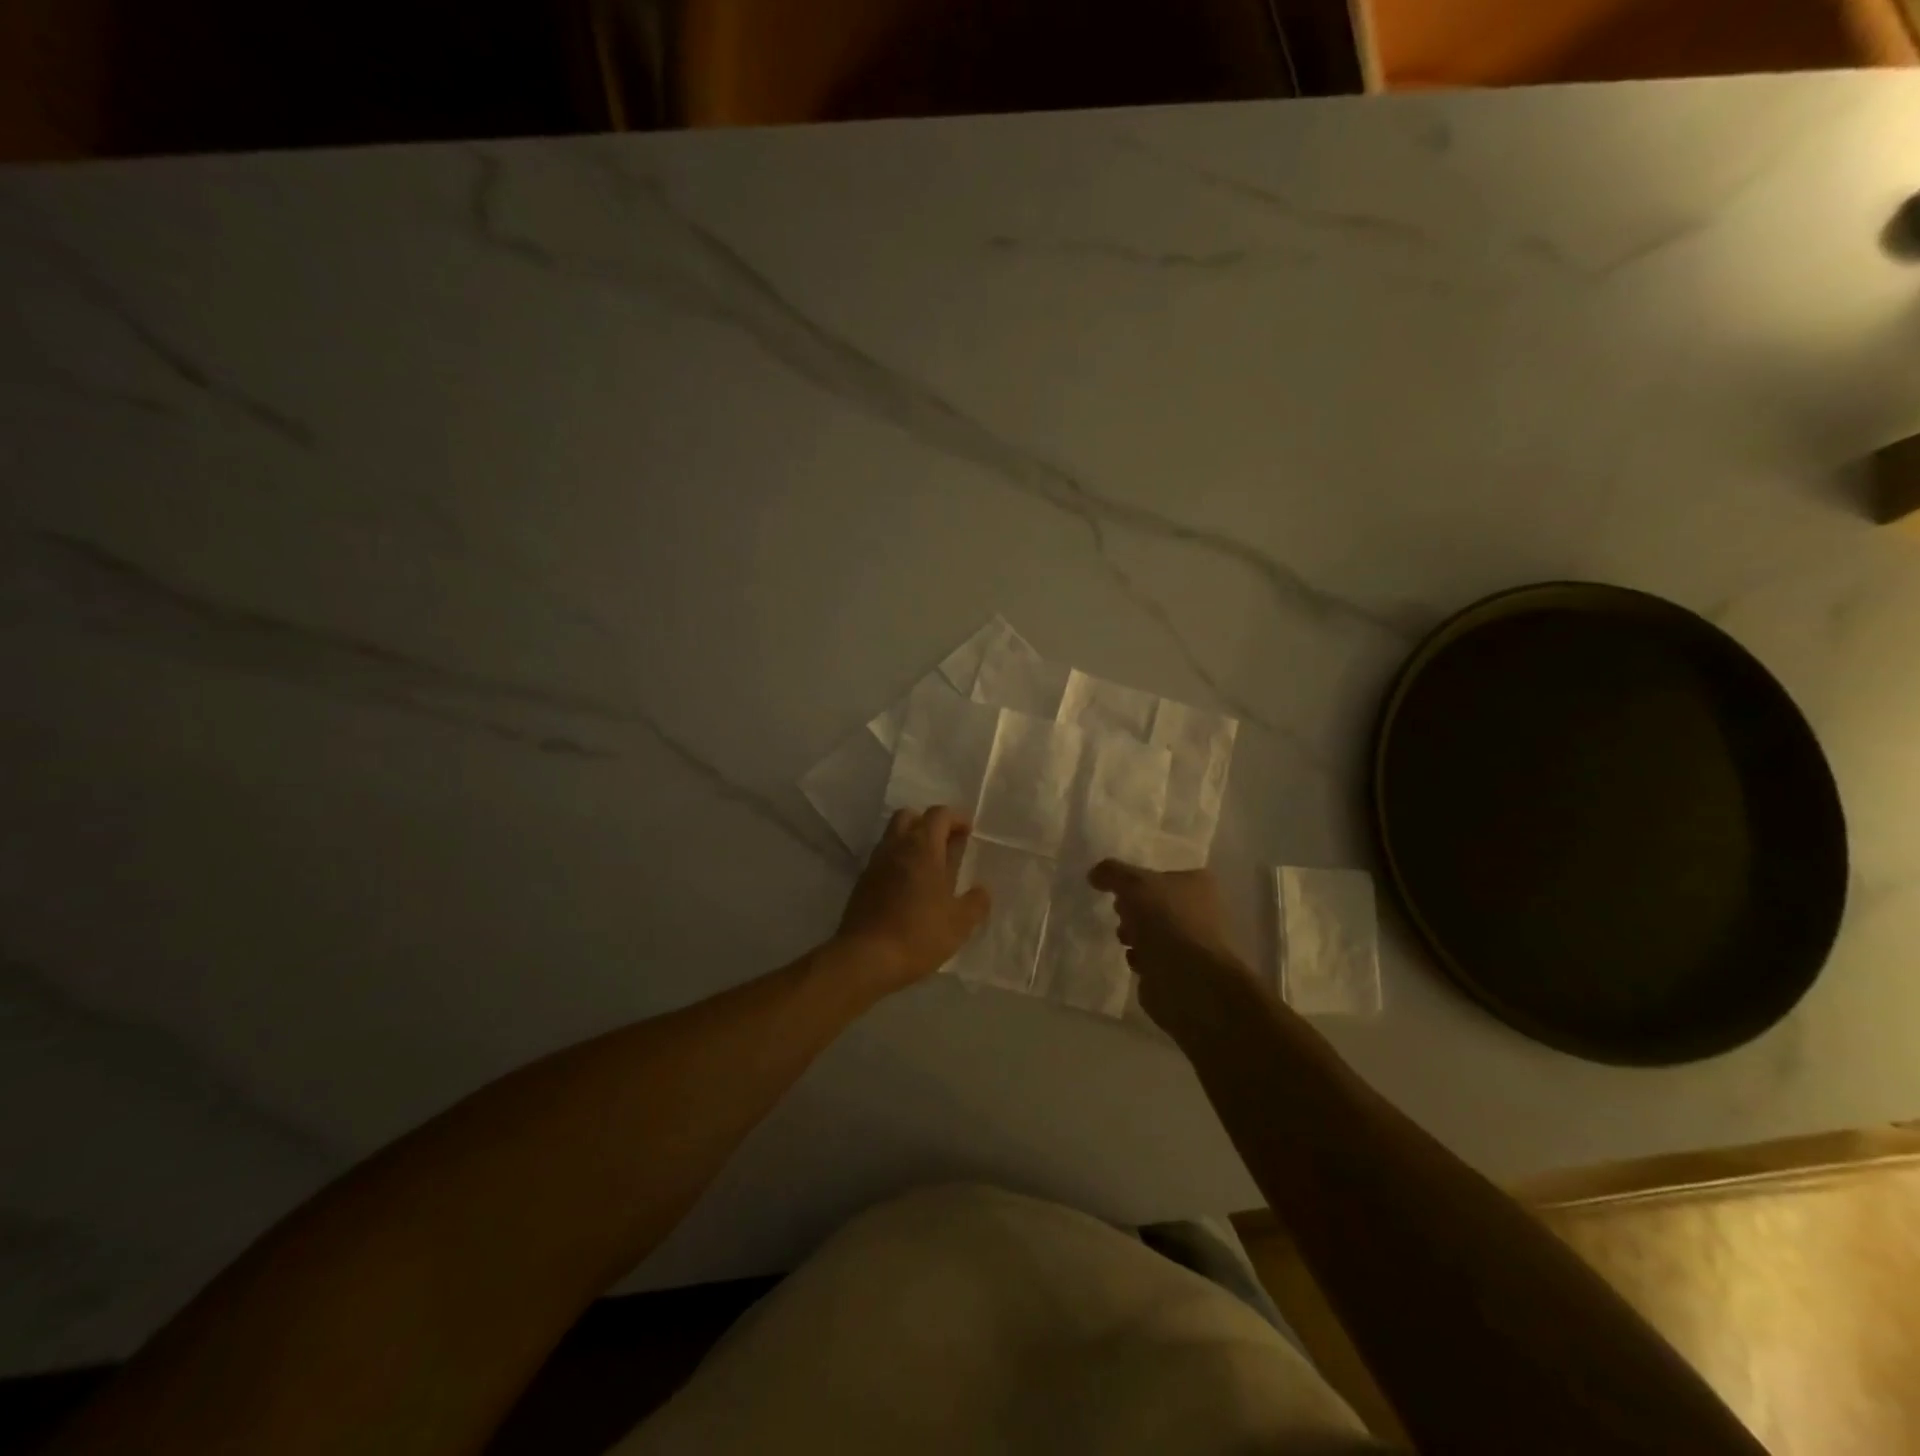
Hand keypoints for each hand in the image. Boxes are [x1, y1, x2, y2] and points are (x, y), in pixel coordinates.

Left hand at [836, 807, 990, 993]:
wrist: (865, 958)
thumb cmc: (919, 934)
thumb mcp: (960, 923)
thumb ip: (976, 902)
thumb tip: (982, 890)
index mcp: (922, 848)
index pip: (938, 815)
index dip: (956, 818)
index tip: (968, 832)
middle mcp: (896, 847)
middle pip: (910, 817)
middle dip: (929, 824)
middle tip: (946, 844)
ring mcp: (875, 864)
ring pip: (893, 836)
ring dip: (912, 842)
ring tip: (930, 868)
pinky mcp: (862, 882)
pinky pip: (883, 858)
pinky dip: (898, 861)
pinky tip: (909, 887)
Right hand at [1088, 860, 1267, 1036]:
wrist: (1188, 982)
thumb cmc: (1167, 921)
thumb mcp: (1134, 884)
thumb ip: (1112, 872)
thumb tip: (1095, 873)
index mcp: (1198, 883)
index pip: (1164, 871)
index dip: (1139, 875)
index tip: (1118, 885)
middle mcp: (1200, 909)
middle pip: (1156, 902)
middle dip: (1133, 908)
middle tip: (1120, 911)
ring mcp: (1191, 942)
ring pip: (1153, 930)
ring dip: (1134, 934)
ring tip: (1125, 938)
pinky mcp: (1180, 970)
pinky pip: (1153, 957)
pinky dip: (1140, 957)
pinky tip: (1134, 959)